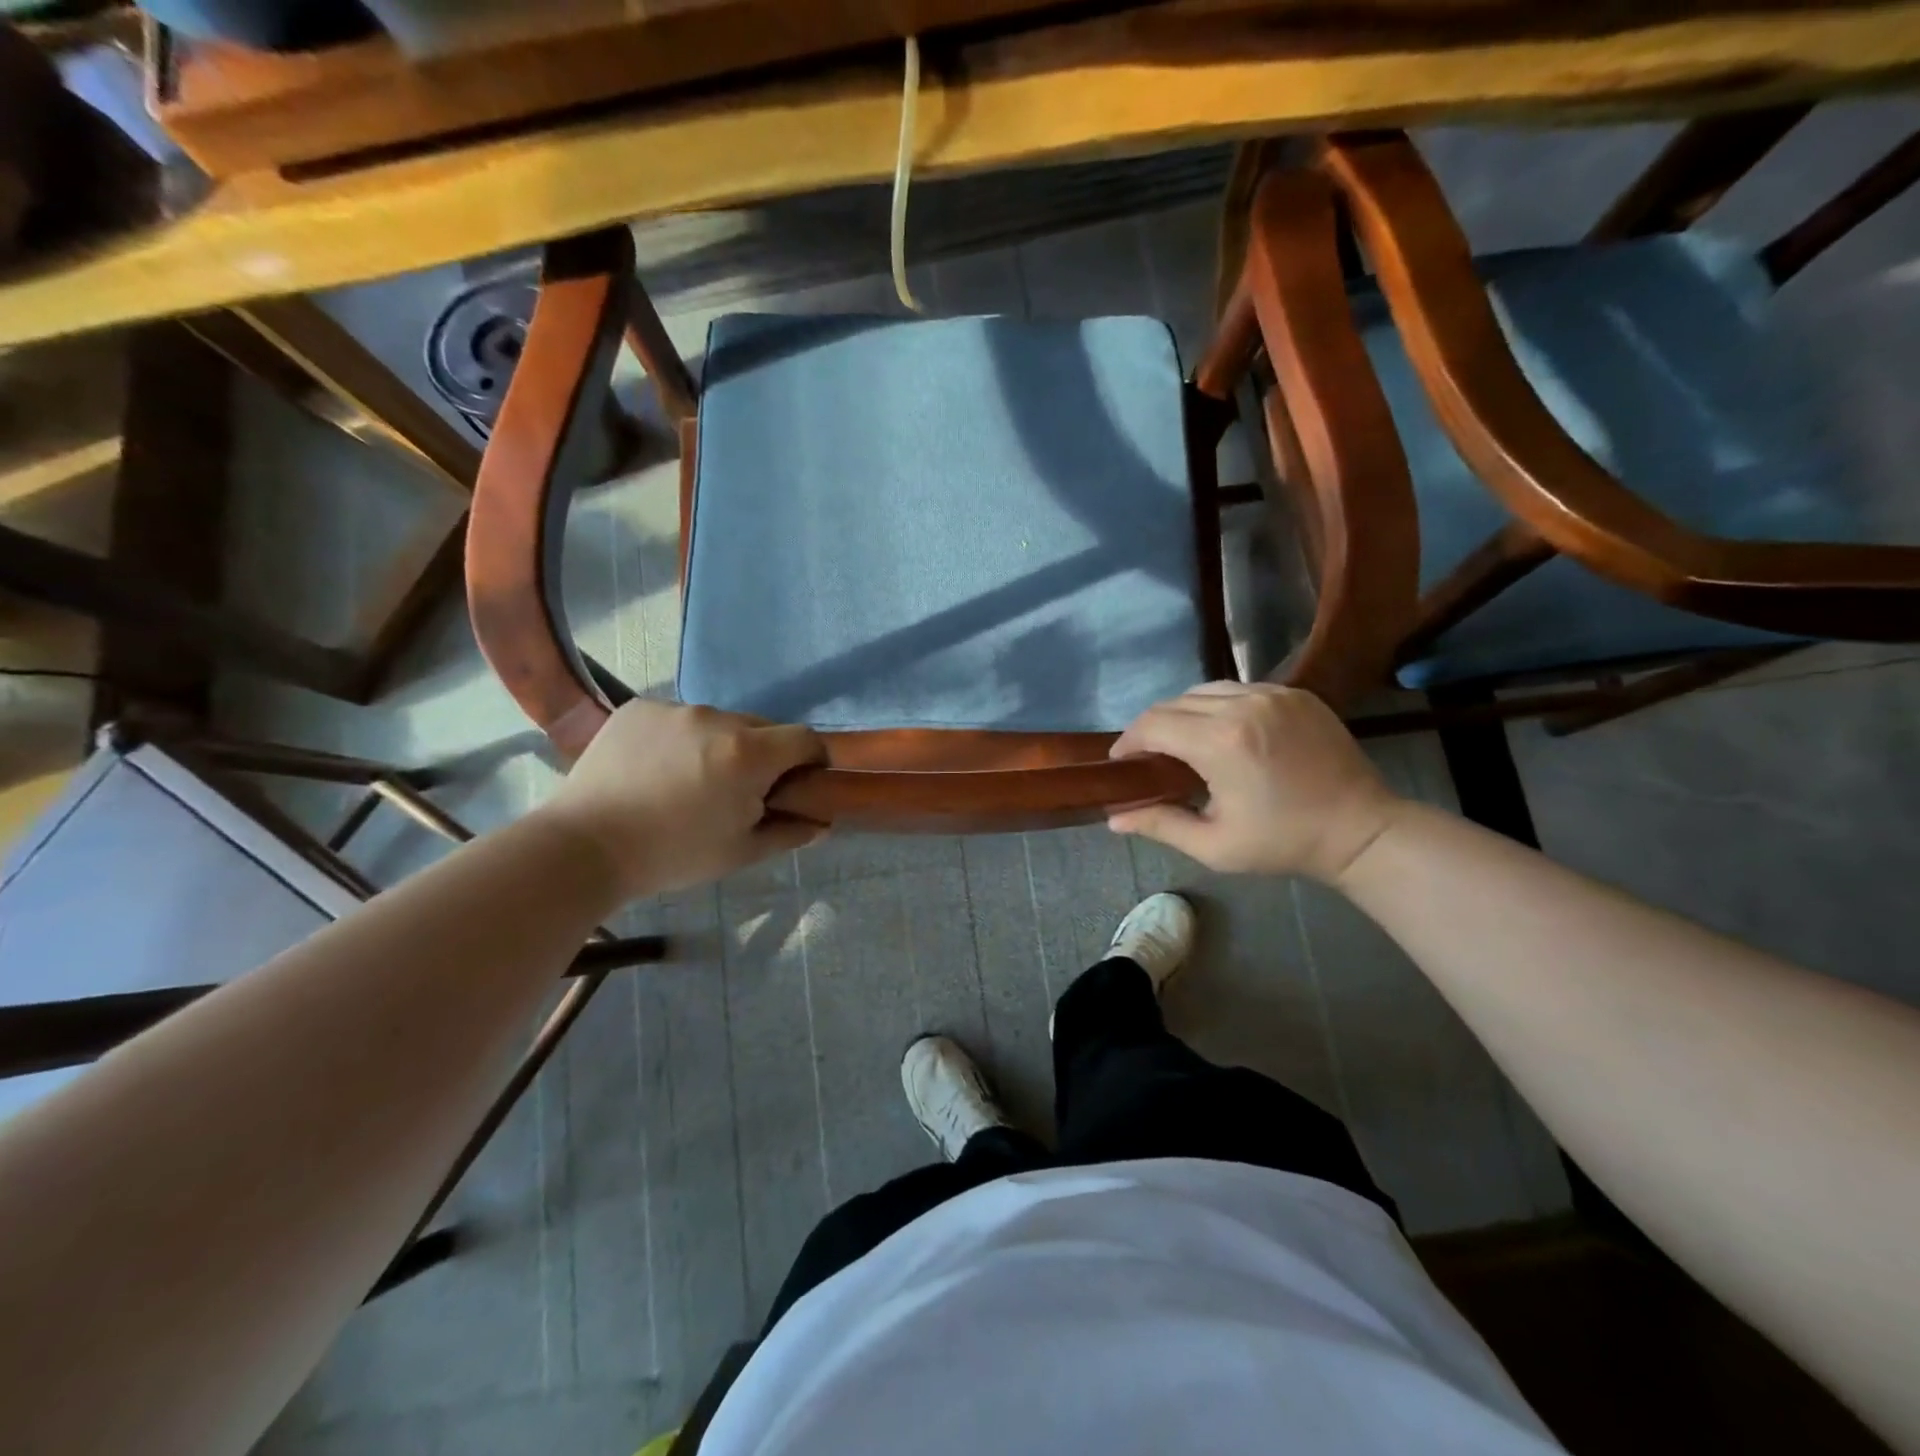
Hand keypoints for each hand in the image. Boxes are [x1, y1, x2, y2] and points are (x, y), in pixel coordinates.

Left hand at [540, 700, 825, 897]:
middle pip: (762, 728)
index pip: (805, 738)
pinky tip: (657, 770)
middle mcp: (716, 718)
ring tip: (691, 781)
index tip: (802, 782)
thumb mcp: (741, 852)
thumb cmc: (673, 855)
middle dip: (765, 754)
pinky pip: (678, 719)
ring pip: (718, 723)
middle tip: (741, 791)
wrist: (583, 847)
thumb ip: (790, 833)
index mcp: (749, 753)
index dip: (812, 759)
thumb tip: (822, 823)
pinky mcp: (638, 708)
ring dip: (721, 745)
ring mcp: (674, 709)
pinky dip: (681, 739)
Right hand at [1107, 682, 1403, 882]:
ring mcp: (1273, 694)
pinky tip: (1220, 732)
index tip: (1120, 762)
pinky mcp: (1295, 693)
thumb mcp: (1214, 845)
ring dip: (1182, 712)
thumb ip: (1159, 824)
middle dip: (1151, 727)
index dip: (1128, 741)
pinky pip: (1239, 689)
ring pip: (1204, 690)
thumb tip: (1113, 818)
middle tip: (1146, 757)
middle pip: (1173, 703)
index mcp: (1220, 742)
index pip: (1152, 724)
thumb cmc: (1283, 843)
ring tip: (1180, 742)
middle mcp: (1243, 705)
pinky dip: (1217, 706)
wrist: (1361, 830)